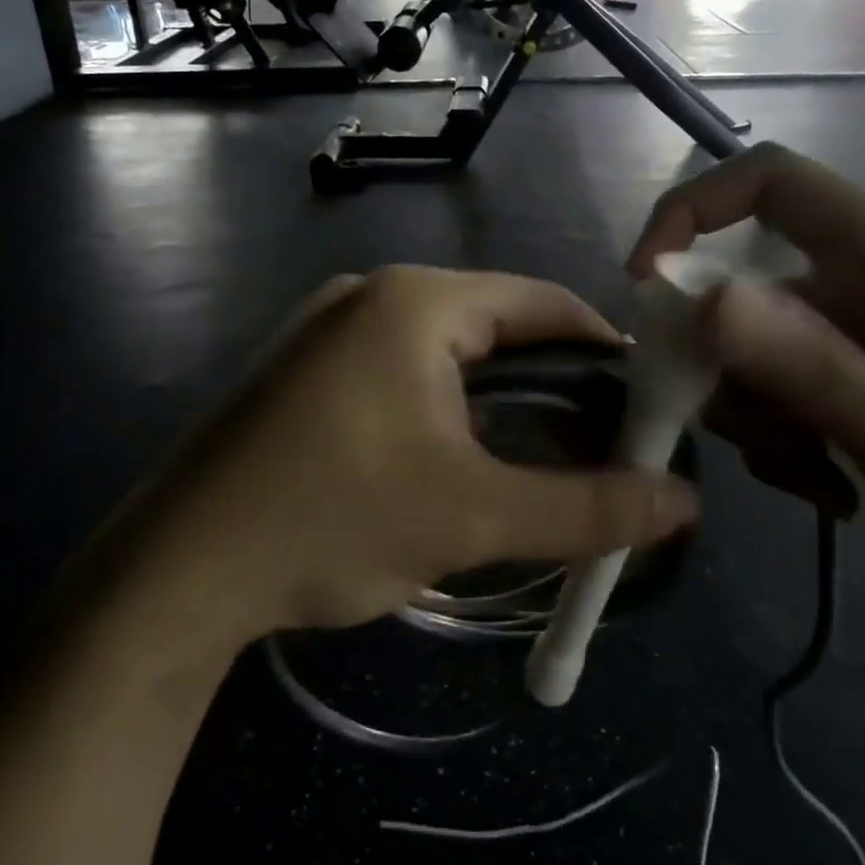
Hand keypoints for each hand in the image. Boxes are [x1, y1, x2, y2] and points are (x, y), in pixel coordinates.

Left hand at [113, 267, 700, 641]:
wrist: (179, 569)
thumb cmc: (332, 522)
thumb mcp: (473, 516)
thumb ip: (588, 508)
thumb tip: (685, 504)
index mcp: (416, 301)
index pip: (543, 304)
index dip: (606, 352)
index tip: (646, 407)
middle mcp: (370, 295)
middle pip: (495, 326)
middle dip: (552, 385)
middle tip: (599, 446)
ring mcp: (327, 329)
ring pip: (445, 352)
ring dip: (497, 401)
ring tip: (538, 458)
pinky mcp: (303, 369)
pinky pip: (398, 370)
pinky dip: (442, 406)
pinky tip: (454, 456)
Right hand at [630, 144, 864, 619]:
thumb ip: (803, 364)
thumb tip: (698, 297)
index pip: (772, 182)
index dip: (693, 210)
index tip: (647, 281)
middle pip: (748, 289)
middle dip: (726, 364)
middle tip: (746, 434)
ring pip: (761, 352)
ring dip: (761, 417)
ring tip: (813, 479)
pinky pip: (791, 392)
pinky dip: (789, 439)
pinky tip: (833, 490)